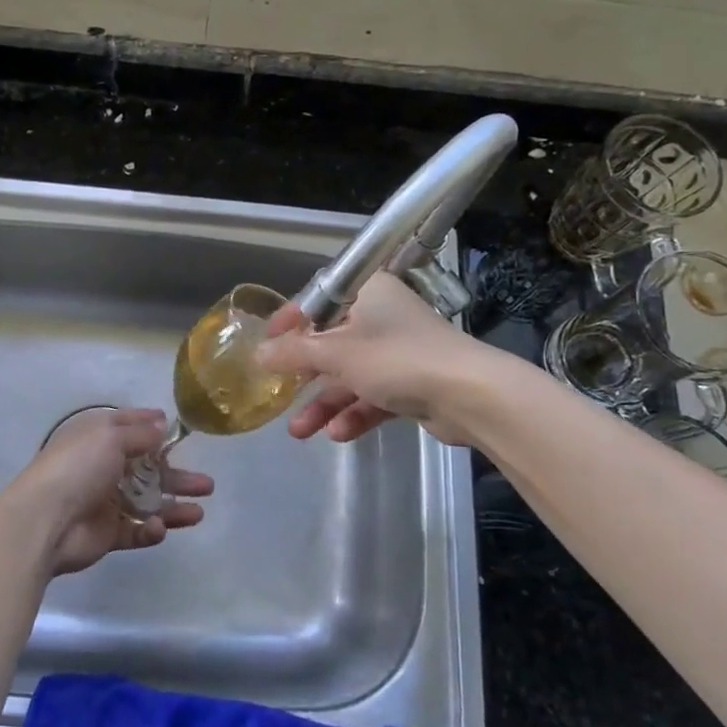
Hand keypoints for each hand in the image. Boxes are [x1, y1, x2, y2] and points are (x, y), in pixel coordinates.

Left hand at [2, 407, 212, 576]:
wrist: (45, 521)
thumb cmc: (78, 468)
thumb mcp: (110, 437)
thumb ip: (140, 433)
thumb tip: (161, 423)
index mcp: (98, 439)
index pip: (129, 427)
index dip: (151, 425)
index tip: (175, 428)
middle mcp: (103, 467)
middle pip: (148, 470)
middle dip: (176, 475)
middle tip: (207, 484)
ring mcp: (105, 502)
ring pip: (147, 503)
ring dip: (174, 506)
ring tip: (200, 511)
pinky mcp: (107, 534)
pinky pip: (136, 531)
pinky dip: (151, 530)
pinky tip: (161, 528)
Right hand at [255, 273, 475, 443]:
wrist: (470, 395)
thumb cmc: (395, 358)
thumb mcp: (336, 353)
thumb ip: (293, 353)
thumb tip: (257, 354)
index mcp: (367, 292)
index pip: (319, 299)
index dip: (291, 320)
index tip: (266, 341)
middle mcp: (383, 316)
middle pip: (333, 342)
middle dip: (305, 374)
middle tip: (278, 392)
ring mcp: (399, 352)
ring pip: (352, 375)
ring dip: (326, 402)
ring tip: (299, 431)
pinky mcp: (413, 384)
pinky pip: (374, 395)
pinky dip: (355, 413)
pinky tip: (337, 434)